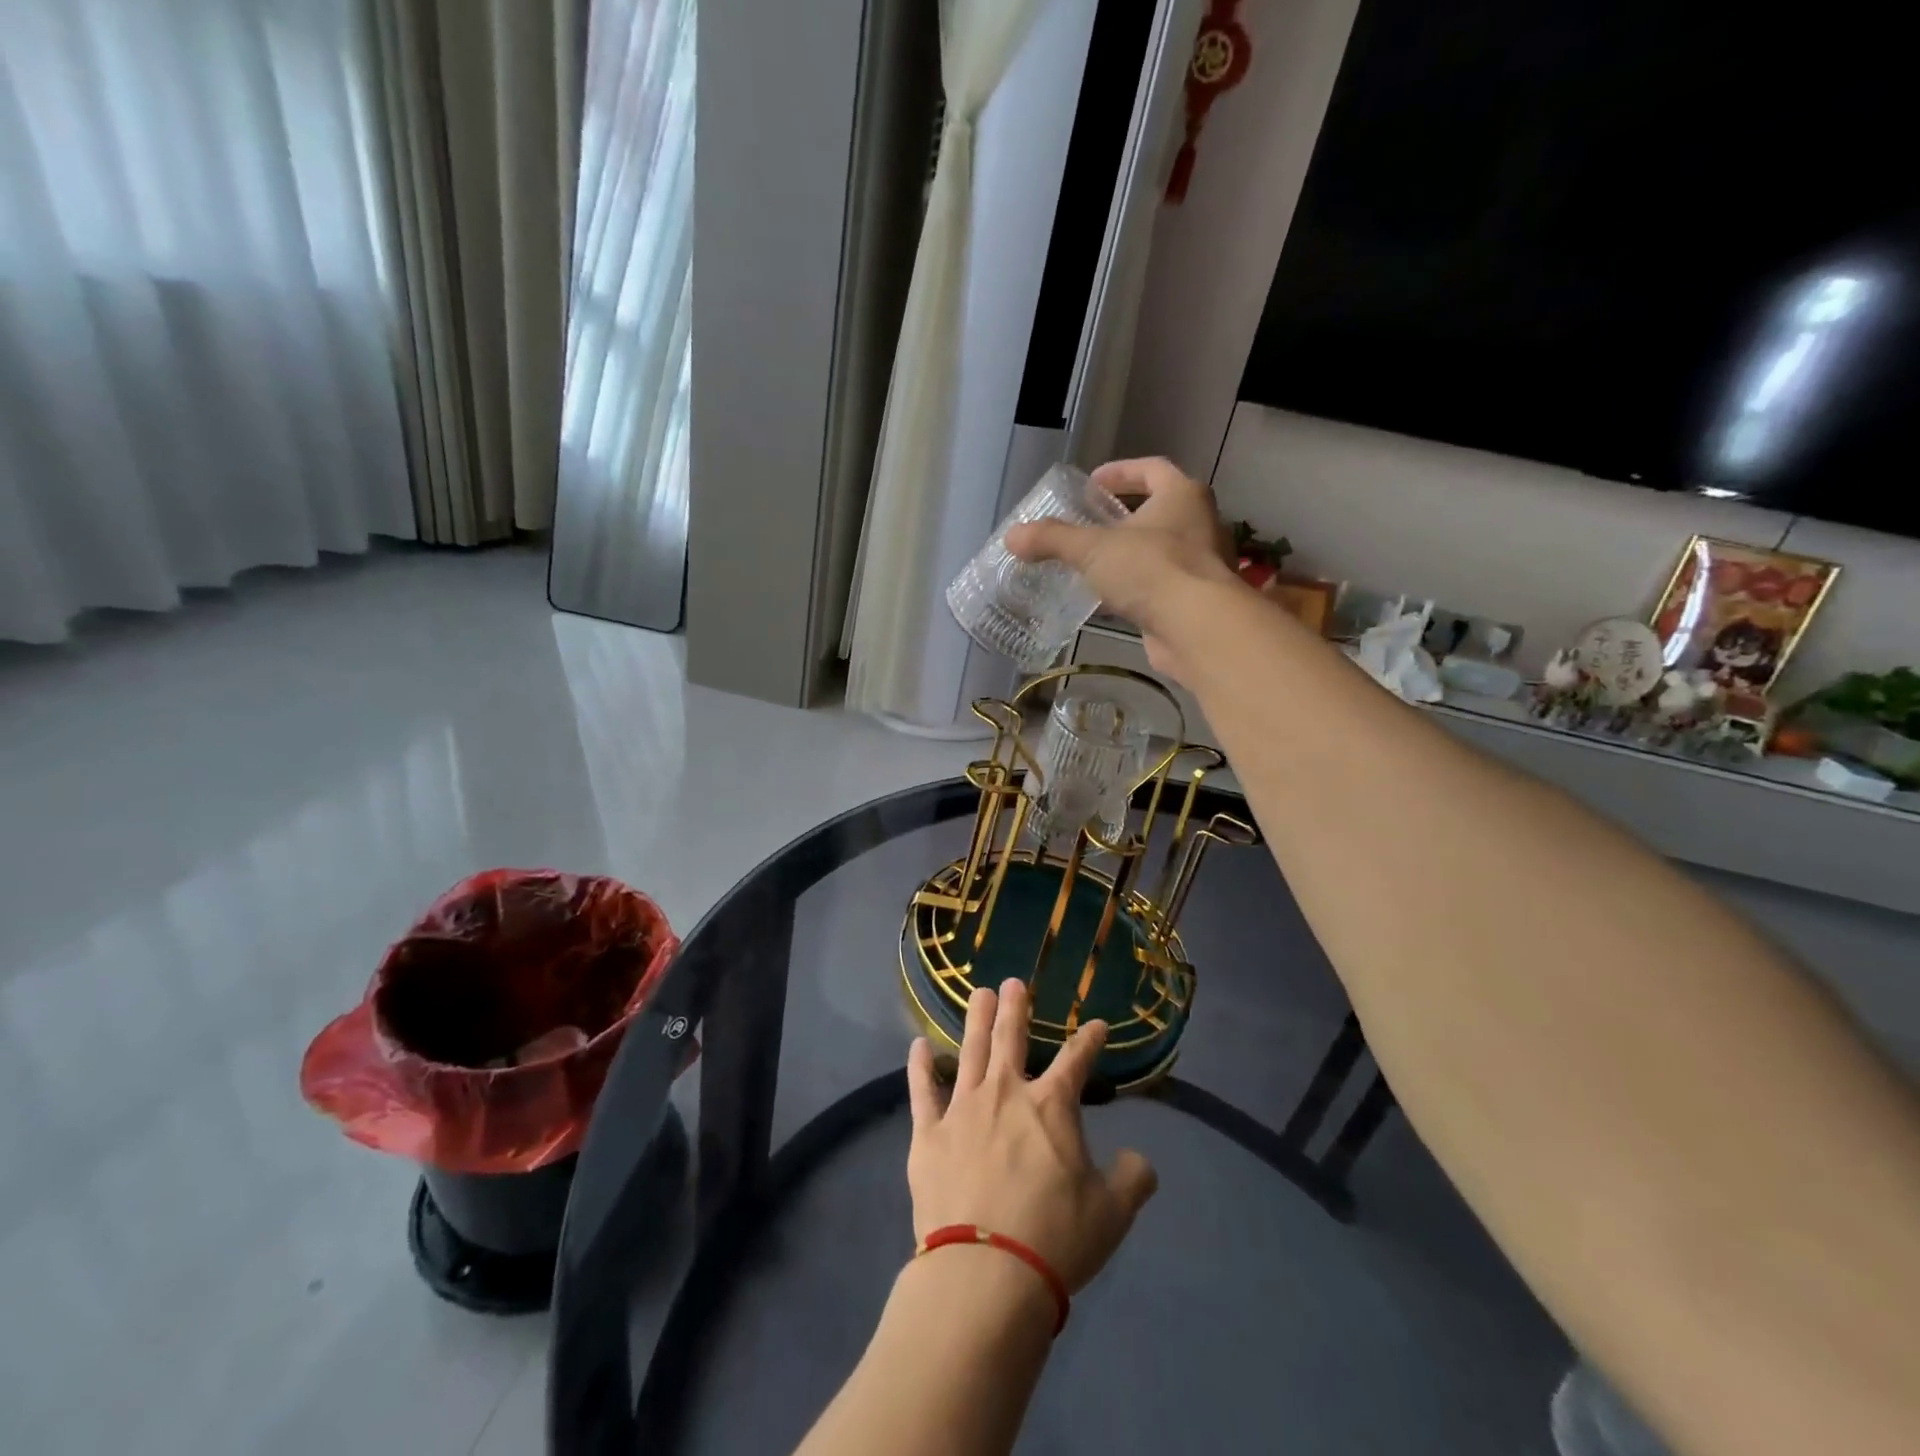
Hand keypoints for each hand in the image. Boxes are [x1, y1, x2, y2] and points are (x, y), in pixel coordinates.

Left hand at [906, 979, 1157, 1293]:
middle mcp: (1006, 1093)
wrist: (985, 1272)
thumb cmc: (1055, 1238)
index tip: (1097, 1025)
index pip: (1076, 1060)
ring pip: (970, 1051)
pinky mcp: (928, 1134)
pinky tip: (918, 1045)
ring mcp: (963, 1109)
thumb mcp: (1111, 1213)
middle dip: (1014, 1007)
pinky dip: (921, 1066)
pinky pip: (922, 1091)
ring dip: (975, 1020)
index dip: (1089, 1040)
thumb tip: (1142, 1161)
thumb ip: (1132, 1179)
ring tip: (977, 993)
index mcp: (1051, 1106)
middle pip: (1010, 1038)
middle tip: (1012, 982)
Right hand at [1004, 457, 1242, 684]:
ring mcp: (1200, 564)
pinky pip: (1158, 585)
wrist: (1197, 628)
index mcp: (1183, 495)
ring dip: (1127, 555)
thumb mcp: (1093, 549)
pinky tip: (1107, 600)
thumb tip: (1011, 536)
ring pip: (1158, 550)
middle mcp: (1198, 523)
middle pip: (1157, 509)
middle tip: (1088, 524)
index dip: (1120, 471)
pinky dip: (1134, 587)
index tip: (1091, 483)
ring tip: (1091, 563)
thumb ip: (1052, 539)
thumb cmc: (1151, 570)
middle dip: (1122, 516)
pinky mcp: (1193, 601)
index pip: (1151, 469)